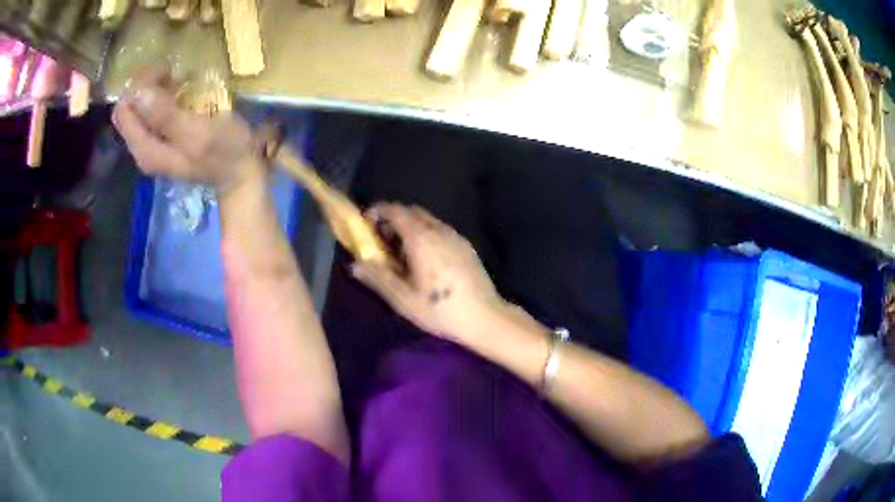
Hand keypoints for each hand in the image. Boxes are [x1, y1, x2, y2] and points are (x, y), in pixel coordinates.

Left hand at [111, 70, 263, 192]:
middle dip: (147, 86)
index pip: (124, 110)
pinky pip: (152, 110)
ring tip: (180, 78)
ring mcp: (153, 143)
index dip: (140, 87)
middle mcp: (142, 148)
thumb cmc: (225, 151)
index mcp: (145, 150)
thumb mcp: (198, 133)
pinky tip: (181, 90)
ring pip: (140, 107)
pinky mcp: (164, 138)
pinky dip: (163, 95)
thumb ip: (165, 116)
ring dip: (156, 88)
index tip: (165, 73)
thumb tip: (137, 93)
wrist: (241, 173)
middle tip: (173, 73)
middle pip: (129, 108)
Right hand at [350, 203, 508, 345]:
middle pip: (412, 212)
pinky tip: (425, 261)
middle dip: (393, 220)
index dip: (378, 212)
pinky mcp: (466, 246)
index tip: (366, 225)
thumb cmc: (440, 310)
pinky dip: (426, 234)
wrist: (485, 317)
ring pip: (428, 220)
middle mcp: (439, 230)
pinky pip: (440, 230)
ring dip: (410, 228)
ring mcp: (456, 236)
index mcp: (421, 238)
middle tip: (382, 242)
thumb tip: (354, 264)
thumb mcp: (403, 299)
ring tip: (402, 254)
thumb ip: (377, 277)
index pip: (395, 211)